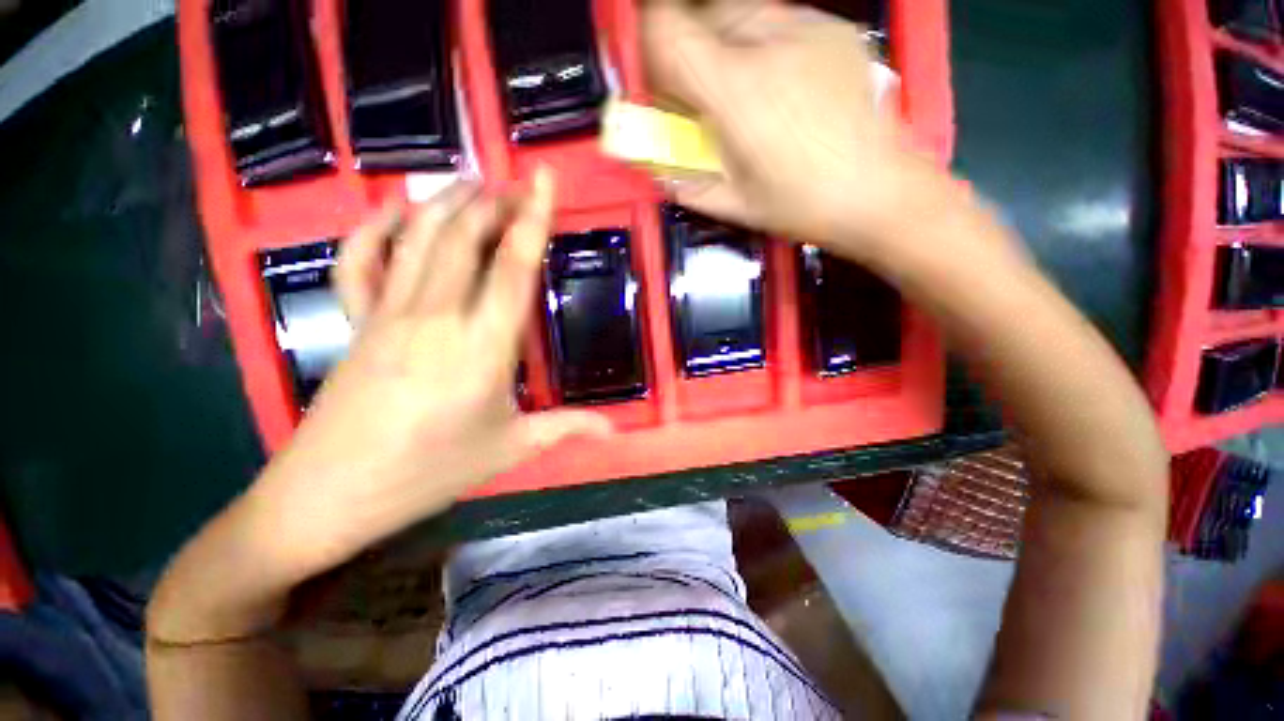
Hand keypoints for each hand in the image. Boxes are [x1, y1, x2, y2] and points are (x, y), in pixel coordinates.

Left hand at [253, 168, 610, 574]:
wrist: (331, 494)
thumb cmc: (430, 472)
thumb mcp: (510, 448)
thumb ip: (566, 428)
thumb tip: (613, 429)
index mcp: (482, 349)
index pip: (514, 269)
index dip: (533, 219)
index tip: (544, 180)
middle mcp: (436, 318)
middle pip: (465, 238)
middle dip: (495, 202)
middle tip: (519, 185)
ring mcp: (388, 315)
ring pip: (419, 237)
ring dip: (448, 202)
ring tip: (475, 183)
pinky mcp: (356, 322)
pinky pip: (359, 260)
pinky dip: (376, 227)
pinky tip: (397, 211)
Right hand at [642, 0, 937, 252]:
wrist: (881, 192)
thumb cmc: (802, 206)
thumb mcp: (733, 204)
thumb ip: (684, 180)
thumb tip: (653, 164)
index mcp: (737, 93)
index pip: (668, 31)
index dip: (648, 43)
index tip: (652, 77)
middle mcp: (769, 43)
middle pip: (701, 13)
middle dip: (687, 49)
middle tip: (696, 93)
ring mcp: (808, 28)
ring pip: (739, 9)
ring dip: (722, 43)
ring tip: (738, 88)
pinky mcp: (834, 30)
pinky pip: (778, 17)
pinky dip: (759, 41)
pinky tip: (775, 81)